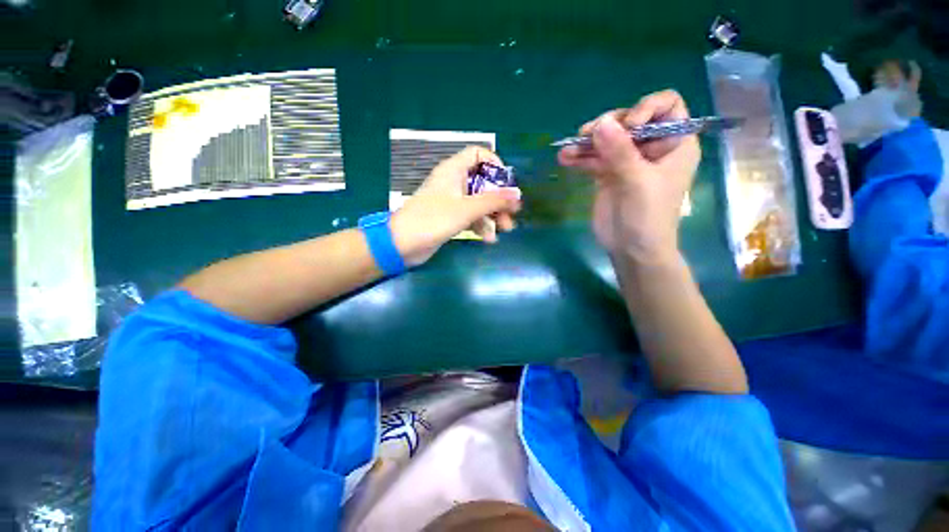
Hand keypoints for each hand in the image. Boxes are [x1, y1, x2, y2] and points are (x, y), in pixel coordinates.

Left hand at [391, 146, 522, 265]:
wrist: (403, 244)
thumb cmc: (433, 219)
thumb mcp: (466, 209)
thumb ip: (493, 201)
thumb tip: (517, 194)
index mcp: (454, 170)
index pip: (478, 154)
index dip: (495, 165)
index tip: (506, 183)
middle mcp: (454, 182)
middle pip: (483, 182)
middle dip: (498, 198)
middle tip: (512, 213)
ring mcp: (452, 201)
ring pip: (478, 202)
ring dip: (493, 215)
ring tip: (505, 229)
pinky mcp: (450, 217)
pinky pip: (471, 216)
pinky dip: (480, 225)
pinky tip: (488, 238)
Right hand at [558, 90, 699, 263]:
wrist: (631, 249)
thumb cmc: (648, 216)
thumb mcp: (638, 181)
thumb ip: (620, 151)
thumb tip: (600, 122)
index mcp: (674, 143)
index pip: (666, 106)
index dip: (646, 108)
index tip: (628, 127)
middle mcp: (651, 148)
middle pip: (630, 119)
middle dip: (609, 125)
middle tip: (589, 134)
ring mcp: (627, 162)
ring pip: (607, 139)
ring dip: (587, 142)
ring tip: (570, 148)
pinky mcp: (607, 175)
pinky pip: (593, 159)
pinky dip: (580, 158)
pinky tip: (564, 158)